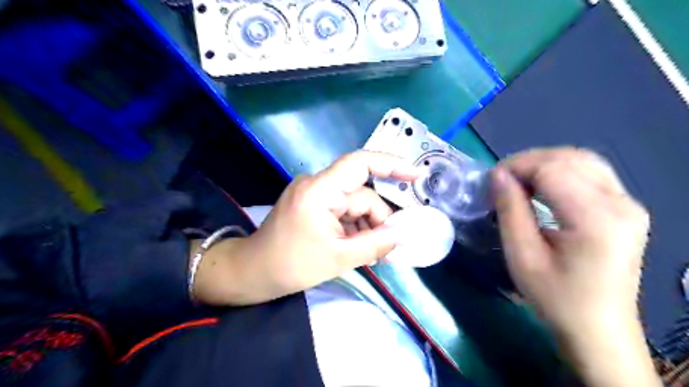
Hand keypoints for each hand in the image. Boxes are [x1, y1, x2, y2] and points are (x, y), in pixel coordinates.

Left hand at [195, 151, 419, 305]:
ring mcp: (313, 193)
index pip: (360, 163)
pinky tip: (354, 245)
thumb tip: (403, 234)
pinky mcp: (312, 203)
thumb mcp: (339, 258)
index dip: (391, 165)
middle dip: (376, 220)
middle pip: (361, 194)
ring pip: (353, 204)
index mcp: (319, 191)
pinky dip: (353, 225)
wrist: (252, 272)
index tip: (415, 176)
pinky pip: (342, 209)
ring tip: (368, 253)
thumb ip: (376, 244)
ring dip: (365, 226)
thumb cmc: (291, 266)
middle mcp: (317, 184)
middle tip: (387, 248)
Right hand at [492, 146, 658, 386]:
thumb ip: (510, 210)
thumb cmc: (555, 297)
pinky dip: (559, 172)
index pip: (552, 168)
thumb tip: (496, 175)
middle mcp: (621, 203)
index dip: (516, 167)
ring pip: (581, 160)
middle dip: (527, 162)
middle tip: (500, 181)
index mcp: (596, 219)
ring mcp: (628, 204)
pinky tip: (541, 187)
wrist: (598, 328)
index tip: (490, 181)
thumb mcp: (522, 256)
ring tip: (517, 182)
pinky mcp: (626, 208)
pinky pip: (590, 173)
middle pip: (569, 158)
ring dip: (543, 164)